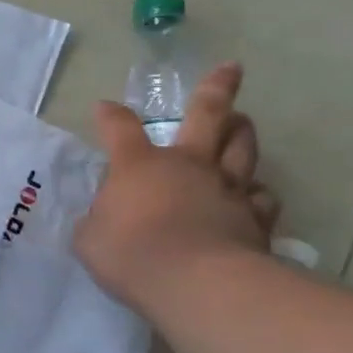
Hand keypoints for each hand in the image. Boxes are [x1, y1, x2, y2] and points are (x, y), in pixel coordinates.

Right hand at [73, 62, 281, 311]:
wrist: (196, 283)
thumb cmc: (130, 254)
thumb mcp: (91, 238)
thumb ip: (98, 220)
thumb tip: (106, 216)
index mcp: (139, 165)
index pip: (119, 128)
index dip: (110, 116)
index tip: (104, 108)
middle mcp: (186, 165)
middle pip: (207, 116)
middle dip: (216, 89)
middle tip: (230, 69)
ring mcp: (226, 189)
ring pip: (242, 149)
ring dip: (242, 133)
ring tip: (242, 124)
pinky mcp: (255, 218)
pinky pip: (261, 197)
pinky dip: (255, 193)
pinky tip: (252, 196)